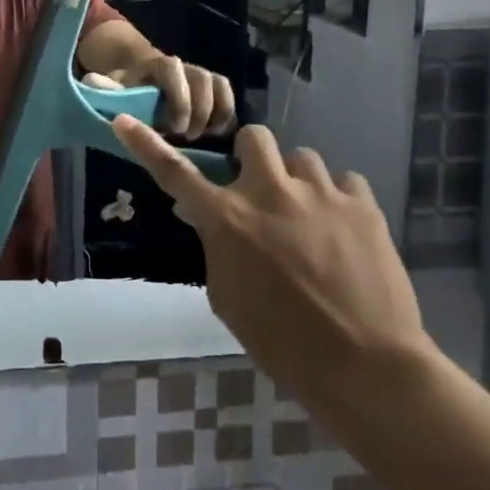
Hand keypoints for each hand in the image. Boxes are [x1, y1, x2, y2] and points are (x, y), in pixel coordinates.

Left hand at [84, 56, 235, 138]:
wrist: (142, 79)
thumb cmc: (128, 89)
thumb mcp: (115, 89)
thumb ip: (107, 88)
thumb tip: (92, 84)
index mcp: (157, 64)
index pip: (172, 70)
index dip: (178, 98)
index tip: (175, 127)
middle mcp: (183, 66)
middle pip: (202, 78)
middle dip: (199, 110)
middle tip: (189, 137)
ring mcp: (201, 75)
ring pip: (220, 84)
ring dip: (218, 112)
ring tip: (208, 136)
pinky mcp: (214, 88)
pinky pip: (228, 95)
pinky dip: (228, 114)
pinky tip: (219, 135)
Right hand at [110, 118, 432, 408]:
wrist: (366, 367)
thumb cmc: (283, 343)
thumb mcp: (228, 300)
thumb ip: (215, 249)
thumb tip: (203, 218)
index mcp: (228, 220)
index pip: (175, 173)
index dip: (145, 145)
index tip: (123, 122)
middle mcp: (269, 193)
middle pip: (253, 137)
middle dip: (253, 158)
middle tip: (263, 191)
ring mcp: (319, 193)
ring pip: (302, 157)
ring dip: (297, 181)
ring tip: (310, 217)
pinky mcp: (362, 204)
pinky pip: (345, 181)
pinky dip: (338, 199)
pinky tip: (343, 230)